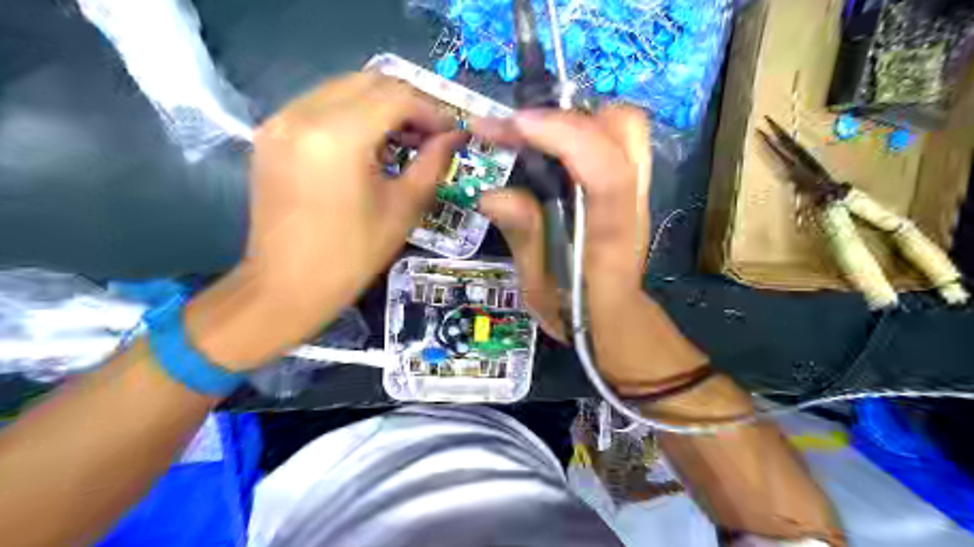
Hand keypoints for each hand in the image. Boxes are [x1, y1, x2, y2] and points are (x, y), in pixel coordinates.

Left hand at [187, 72, 466, 369]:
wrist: (287, 287)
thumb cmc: (352, 256)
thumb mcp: (403, 209)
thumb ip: (432, 164)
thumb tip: (454, 137)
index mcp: (338, 137)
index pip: (395, 96)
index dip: (430, 109)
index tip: (450, 132)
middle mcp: (302, 115)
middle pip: (368, 81)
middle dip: (407, 102)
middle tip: (429, 133)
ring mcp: (280, 121)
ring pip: (343, 88)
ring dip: (379, 106)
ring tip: (403, 139)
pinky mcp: (270, 134)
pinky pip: (319, 105)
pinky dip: (351, 114)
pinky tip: (368, 144)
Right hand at [472, 107, 709, 385]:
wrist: (616, 322)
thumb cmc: (577, 312)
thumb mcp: (540, 288)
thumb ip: (525, 238)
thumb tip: (491, 194)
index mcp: (611, 236)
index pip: (606, 173)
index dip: (564, 137)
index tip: (514, 125)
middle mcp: (632, 203)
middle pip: (625, 130)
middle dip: (567, 117)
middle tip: (517, 131)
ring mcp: (636, 191)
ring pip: (623, 127)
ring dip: (574, 120)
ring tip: (530, 136)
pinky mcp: (628, 187)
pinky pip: (612, 140)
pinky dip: (579, 131)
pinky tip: (547, 149)